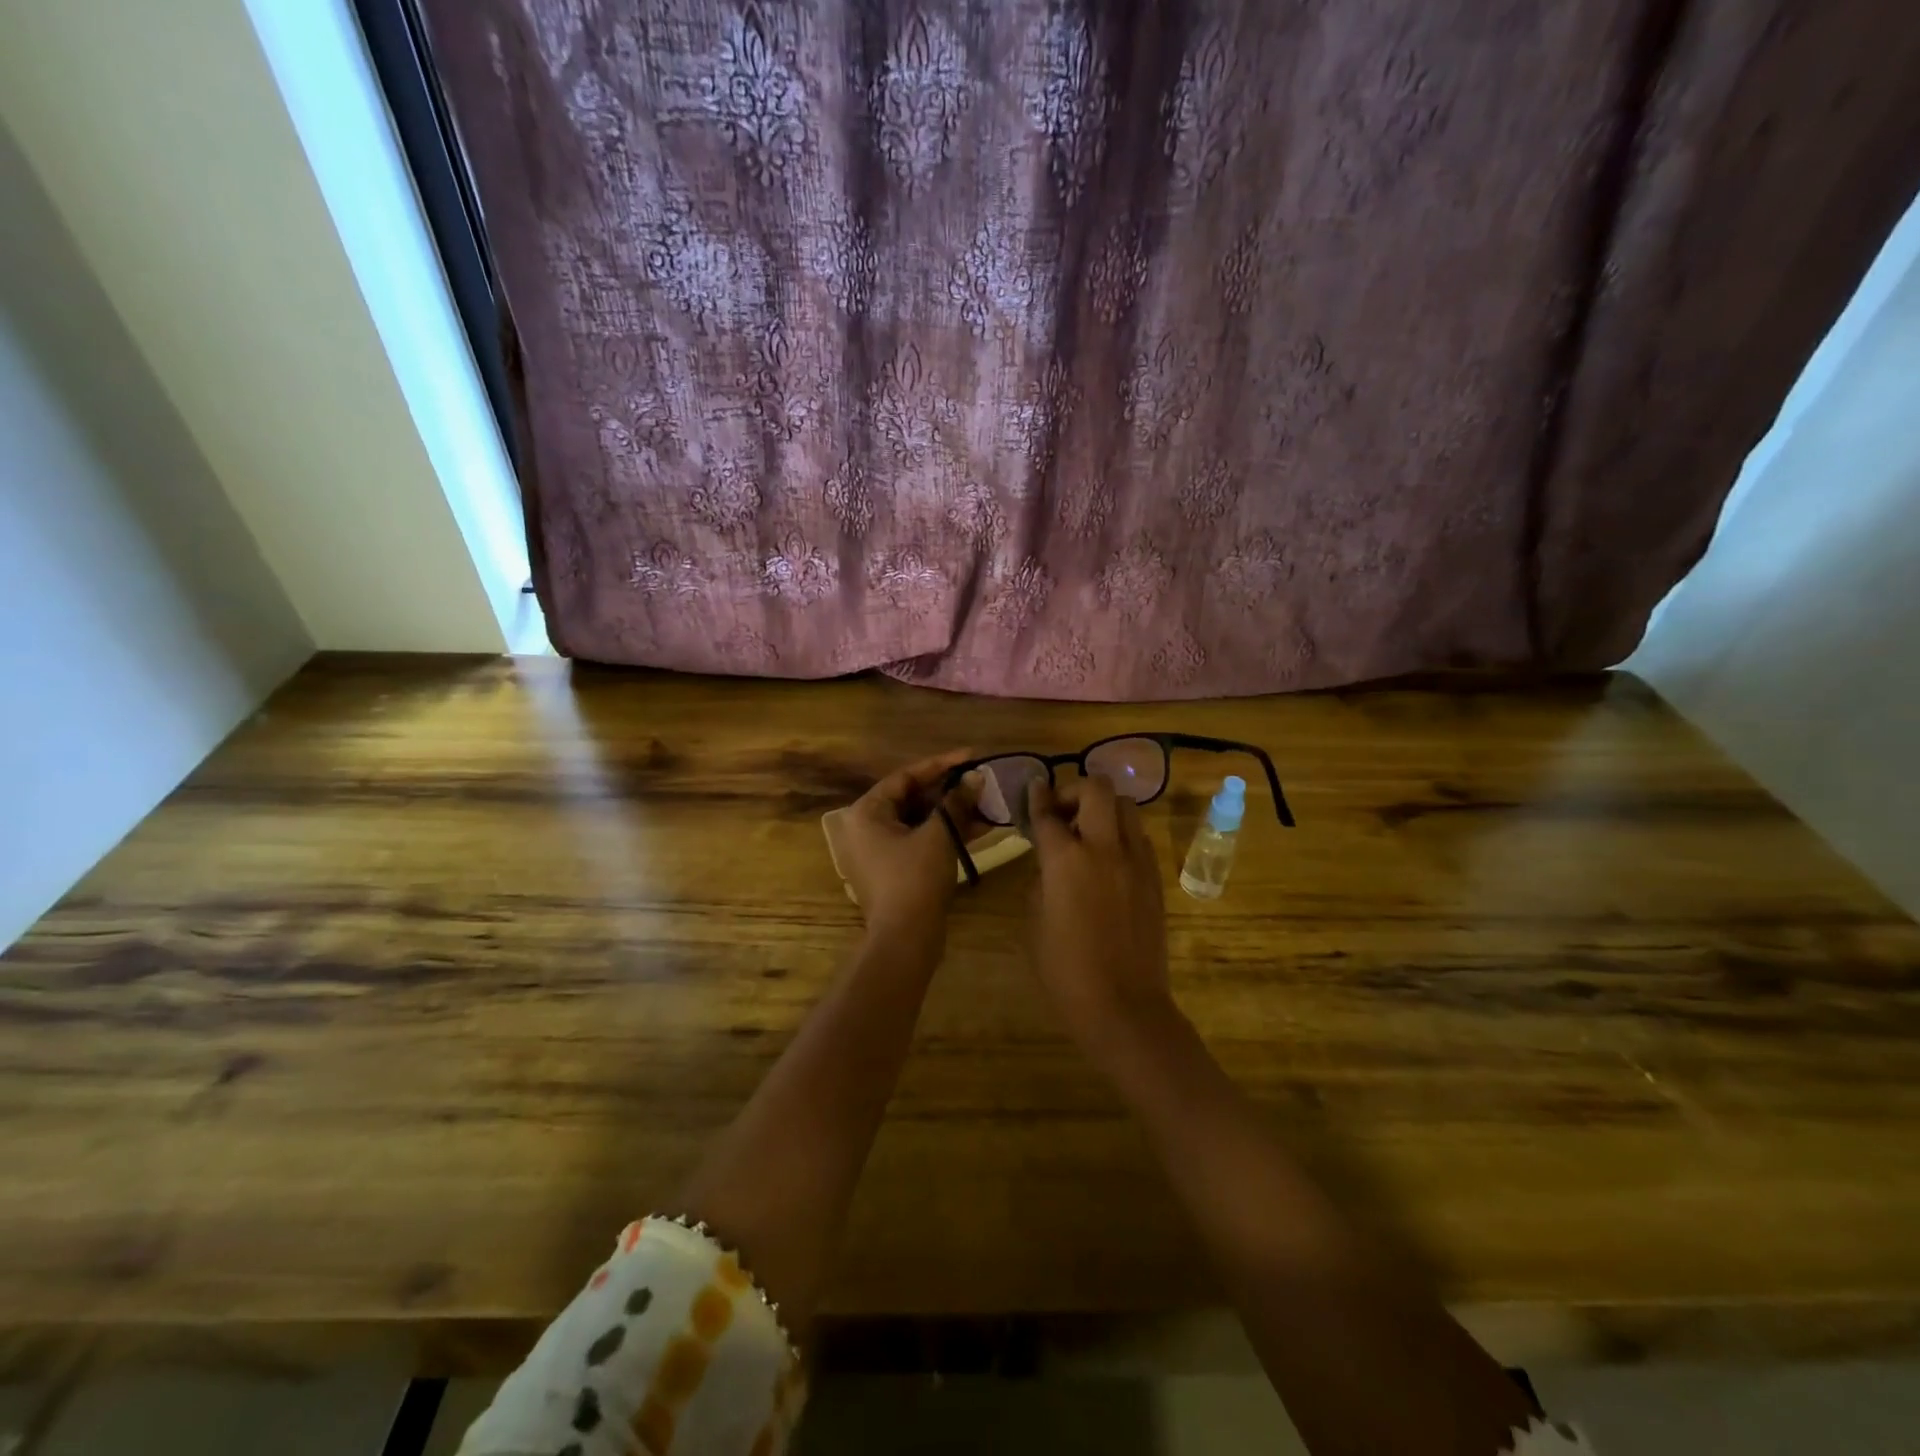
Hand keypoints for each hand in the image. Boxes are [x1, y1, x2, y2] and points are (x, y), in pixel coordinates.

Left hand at [838, 749, 981, 939]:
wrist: (906, 939)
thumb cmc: (915, 879)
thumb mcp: (939, 835)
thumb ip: (957, 802)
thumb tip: (976, 777)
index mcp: (867, 812)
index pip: (906, 777)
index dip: (941, 765)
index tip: (971, 756)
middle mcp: (868, 827)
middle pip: (913, 798)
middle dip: (950, 790)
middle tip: (981, 780)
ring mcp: (881, 850)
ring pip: (921, 820)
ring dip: (952, 812)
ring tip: (987, 802)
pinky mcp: (897, 869)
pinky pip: (922, 840)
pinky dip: (947, 833)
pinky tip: (980, 826)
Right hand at [1025, 776, 1177, 1062]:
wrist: (1124, 1005)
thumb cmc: (1066, 970)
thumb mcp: (1035, 921)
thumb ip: (1042, 880)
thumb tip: (1051, 863)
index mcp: (1066, 860)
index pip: (1048, 813)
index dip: (1037, 796)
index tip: (1034, 786)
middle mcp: (1104, 848)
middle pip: (1096, 789)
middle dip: (1074, 790)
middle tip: (1063, 811)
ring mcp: (1136, 861)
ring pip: (1126, 806)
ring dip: (1103, 808)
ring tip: (1089, 831)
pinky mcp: (1155, 877)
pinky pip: (1139, 837)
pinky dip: (1122, 834)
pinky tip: (1109, 858)